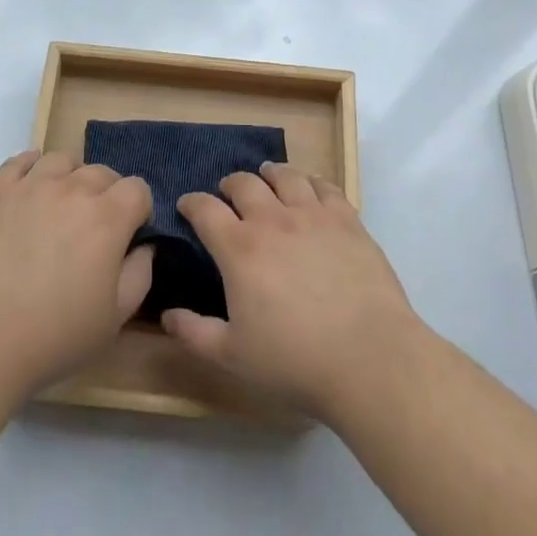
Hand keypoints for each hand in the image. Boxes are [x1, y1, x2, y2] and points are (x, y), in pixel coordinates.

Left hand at [0, 150, 152, 403]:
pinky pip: (19, 161)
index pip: (138, 188)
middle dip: (109, 195)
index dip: (139, 210)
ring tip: (63, 208)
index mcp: (107, 217)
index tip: (130, 236)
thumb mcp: (114, 319)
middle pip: (102, 172)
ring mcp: (30, 185)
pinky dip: (31, 166)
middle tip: (96, 231)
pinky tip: (31, 185)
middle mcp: (72, 189)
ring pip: (63, 160)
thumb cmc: (53, 336)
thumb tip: (144, 246)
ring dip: (71, 178)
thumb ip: (139, 275)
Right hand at [161, 159, 425, 421]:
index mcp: (239, 249)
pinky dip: (311, 180)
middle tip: (227, 193)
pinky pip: (325, 186)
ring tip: (267, 176)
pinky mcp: (346, 220)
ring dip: (270, 174)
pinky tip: (310, 186)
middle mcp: (272, 220)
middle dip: (229, 184)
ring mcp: (312, 215)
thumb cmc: (295, 361)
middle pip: (244, 183)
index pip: (204, 209)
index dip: (191, 203)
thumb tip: (167, 315)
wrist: (369, 359)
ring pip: (285, 176)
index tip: (187, 205)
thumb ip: (195, 333)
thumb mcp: (233, 357)